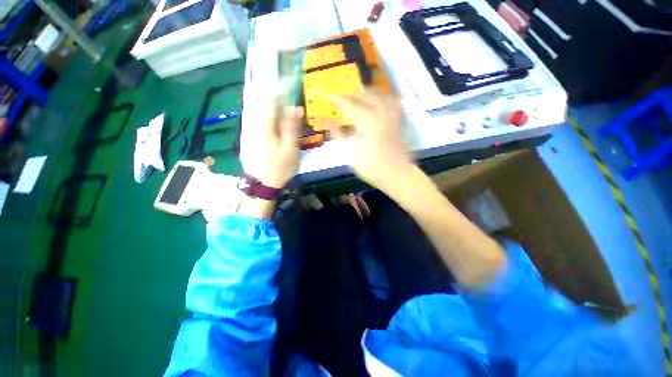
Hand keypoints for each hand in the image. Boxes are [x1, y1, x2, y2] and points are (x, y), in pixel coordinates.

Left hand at [241, 96, 303, 187]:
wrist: (262, 185)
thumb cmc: (280, 168)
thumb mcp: (291, 150)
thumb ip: (292, 128)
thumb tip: (296, 108)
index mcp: (265, 128)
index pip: (268, 100)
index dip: (275, 89)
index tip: (283, 83)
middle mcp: (251, 126)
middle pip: (255, 101)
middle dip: (264, 91)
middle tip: (274, 87)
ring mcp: (245, 132)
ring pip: (249, 108)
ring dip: (258, 99)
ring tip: (267, 96)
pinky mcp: (243, 138)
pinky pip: (247, 118)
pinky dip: (253, 110)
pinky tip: (260, 112)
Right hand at [325, 89, 412, 190]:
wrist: (396, 173)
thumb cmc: (371, 166)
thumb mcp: (350, 152)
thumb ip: (338, 133)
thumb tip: (326, 119)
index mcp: (367, 120)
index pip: (348, 103)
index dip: (337, 99)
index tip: (327, 97)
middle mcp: (380, 111)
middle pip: (364, 94)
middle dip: (350, 95)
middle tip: (341, 103)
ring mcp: (392, 113)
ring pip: (378, 93)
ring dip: (365, 94)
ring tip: (356, 101)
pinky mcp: (398, 118)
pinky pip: (391, 99)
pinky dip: (381, 97)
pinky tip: (376, 102)